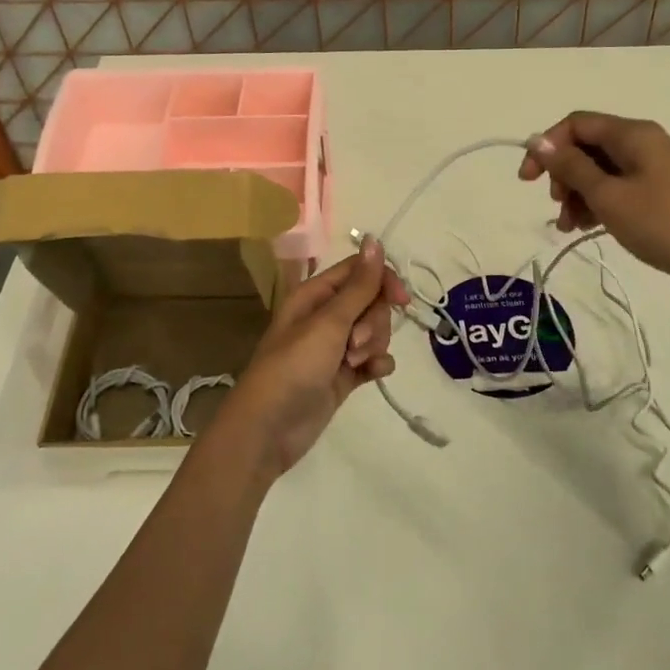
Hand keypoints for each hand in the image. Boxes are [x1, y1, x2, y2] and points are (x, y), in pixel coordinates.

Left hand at [212, 238, 406, 476]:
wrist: (269, 429)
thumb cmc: (294, 366)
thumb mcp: (329, 322)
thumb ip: (359, 285)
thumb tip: (374, 240)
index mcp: (316, 294)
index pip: (360, 272)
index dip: (383, 281)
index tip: (401, 301)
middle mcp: (325, 316)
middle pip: (371, 302)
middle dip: (374, 322)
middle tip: (355, 343)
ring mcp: (335, 347)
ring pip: (374, 331)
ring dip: (374, 344)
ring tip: (354, 363)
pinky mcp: (343, 375)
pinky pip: (372, 359)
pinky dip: (377, 364)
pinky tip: (373, 373)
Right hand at [517, 111, 669, 307]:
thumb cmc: (663, 224)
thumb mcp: (608, 195)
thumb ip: (571, 167)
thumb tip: (539, 141)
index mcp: (634, 134)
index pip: (577, 124)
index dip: (547, 147)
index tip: (528, 180)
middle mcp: (644, 144)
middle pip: (587, 146)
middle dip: (563, 174)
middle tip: (556, 205)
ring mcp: (654, 171)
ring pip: (600, 172)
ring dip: (577, 194)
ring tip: (569, 226)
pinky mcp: (659, 196)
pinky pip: (617, 190)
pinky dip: (597, 205)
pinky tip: (586, 228)